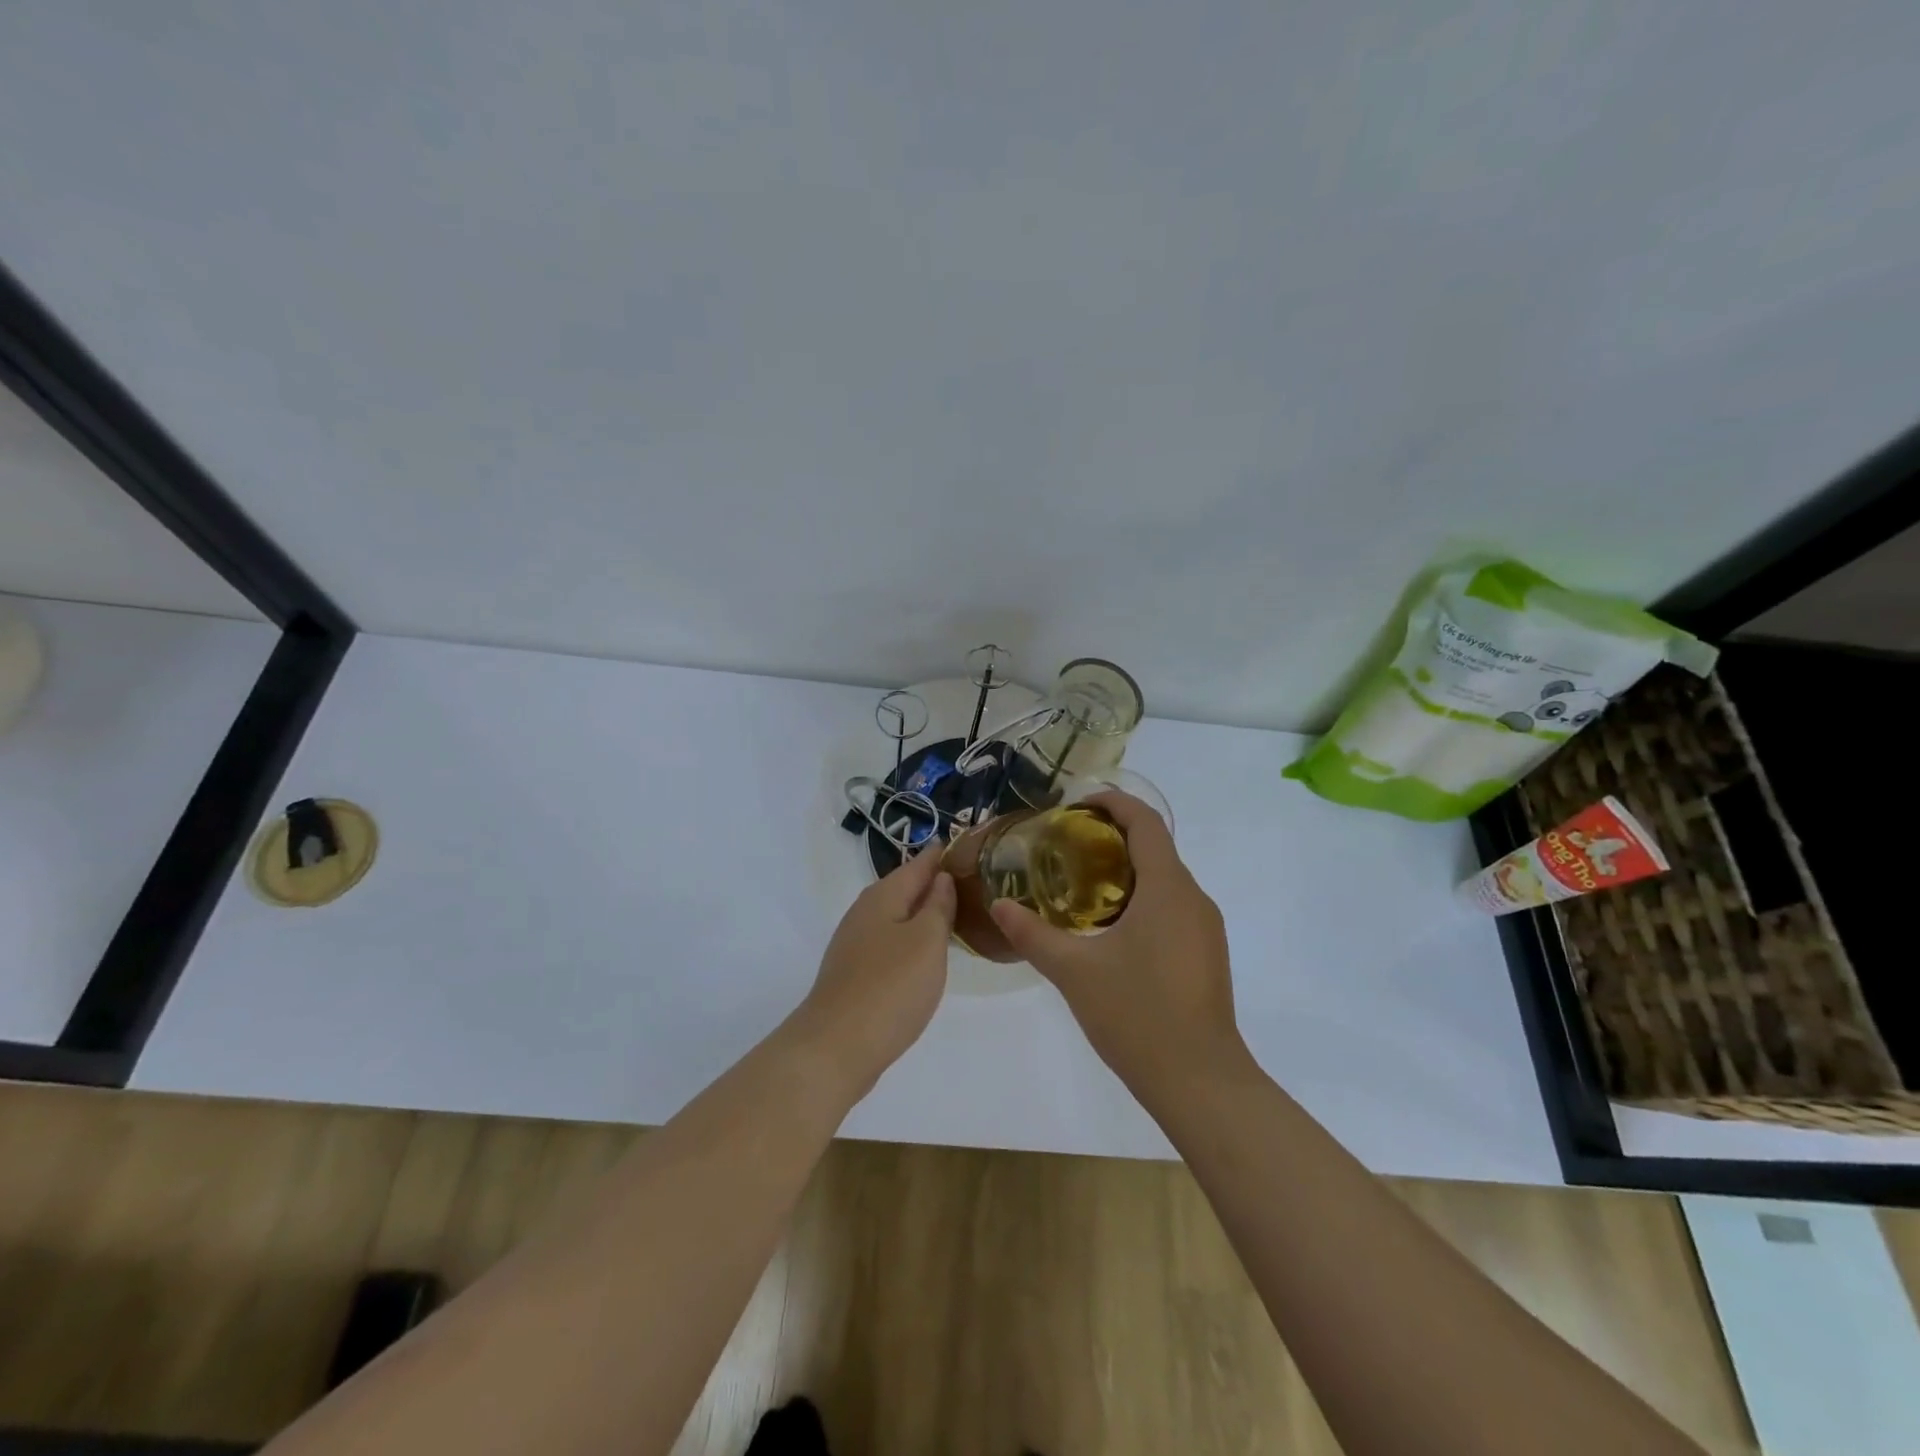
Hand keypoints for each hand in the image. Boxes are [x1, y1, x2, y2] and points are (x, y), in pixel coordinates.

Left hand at [791, 846, 954, 1095]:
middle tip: (972, 882)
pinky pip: (889, 941)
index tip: (971, 846)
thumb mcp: (927, 941)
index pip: (919, 863)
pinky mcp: (854, 972)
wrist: (835, 1047)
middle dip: (934, 883)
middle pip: (905, 887)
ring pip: (896, 916)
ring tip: (956, 915)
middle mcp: (865, 912)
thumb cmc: (890, 987)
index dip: (943, 854)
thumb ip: (938, 906)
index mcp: (883, 896)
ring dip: (922, 912)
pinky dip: (911, 939)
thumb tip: (942, 877)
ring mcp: (855, 943)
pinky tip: (925, 955)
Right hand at [989, 792, 1243, 1096]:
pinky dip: (1141, 900)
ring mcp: (1205, 928)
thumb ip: (1033, 935)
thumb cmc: (1138, 1015)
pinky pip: (1173, 908)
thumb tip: (998, 906)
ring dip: (1127, 871)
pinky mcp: (1206, 955)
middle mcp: (1193, 899)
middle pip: (1155, 848)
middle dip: (1113, 838)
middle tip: (1066, 846)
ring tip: (1081, 886)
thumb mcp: (1074, 972)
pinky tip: (1110, 930)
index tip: (1078, 804)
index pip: (1145, 823)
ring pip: (1165, 881)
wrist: (1200, 1082)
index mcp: (1168, 889)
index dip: (1114, 803)